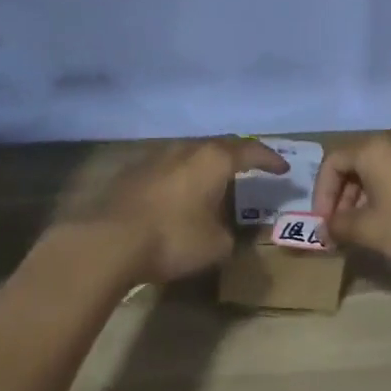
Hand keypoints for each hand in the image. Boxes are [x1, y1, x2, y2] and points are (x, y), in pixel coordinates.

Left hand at [62, 137, 287, 283]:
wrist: (108, 240)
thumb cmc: (172, 238)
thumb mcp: (216, 245)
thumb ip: (229, 234)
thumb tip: (224, 230)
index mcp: (214, 160)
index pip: (250, 150)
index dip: (269, 159)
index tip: (282, 168)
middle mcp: (187, 149)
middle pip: (219, 146)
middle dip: (238, 156)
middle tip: (251, 167)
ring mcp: (156, 157)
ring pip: (190, 153)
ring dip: (206, 165)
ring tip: (215, 180)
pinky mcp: (133, 172)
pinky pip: (168, 167)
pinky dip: (181, 177)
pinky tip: (179, 193)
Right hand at [312, 133, 390, 267]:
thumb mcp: (370, 230)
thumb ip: (340, 227)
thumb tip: (324, 229)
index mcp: (372, 149)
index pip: (332, 163)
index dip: (322, 194)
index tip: (325, 224)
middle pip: (354, 164)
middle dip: (342, 197)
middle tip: (341, 228)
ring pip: (377, 171)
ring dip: (363, 199)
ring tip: (364, 230)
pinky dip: (386, 197)